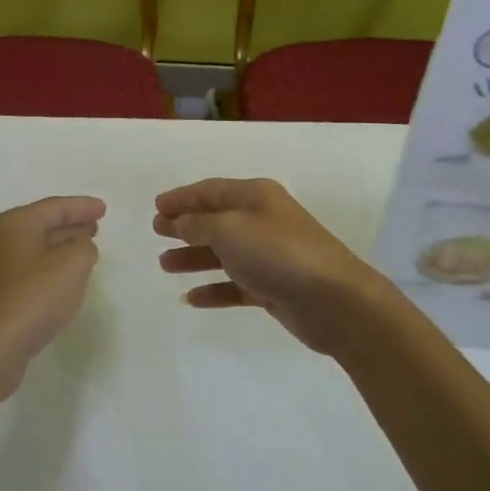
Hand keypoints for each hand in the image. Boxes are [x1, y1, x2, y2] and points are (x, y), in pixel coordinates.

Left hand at [0, 195, 105, 398]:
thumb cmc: (32, 299)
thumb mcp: (73, 265)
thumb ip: (84, 247)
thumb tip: (79, 246)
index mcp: (14, 225)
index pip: (54, 207)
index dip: (82, 207)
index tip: (103, 209)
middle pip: (40, 226)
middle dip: (69, 226)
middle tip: (94, 228)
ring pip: (32, 251)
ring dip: (58, 249)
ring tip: (82, 253)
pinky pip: (25, 274)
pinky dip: (46, 271)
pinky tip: (59, 284)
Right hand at [153, 178, 388, 355]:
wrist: (333, 300)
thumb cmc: (278, 253)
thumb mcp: (229, 230)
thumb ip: (198, 224)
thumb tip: (180, 221)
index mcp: (255, 197)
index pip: (211, 191)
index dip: (182, 197)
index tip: (156, 207)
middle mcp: (262, 221)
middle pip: (216, 220)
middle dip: (185, 226)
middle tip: (157, 233)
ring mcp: (269, 256)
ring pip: (223, 253)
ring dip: (194, 257)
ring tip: (165, 265)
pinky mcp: (273, 287)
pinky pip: (235, 284)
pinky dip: (214, 289)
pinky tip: (191, 298)